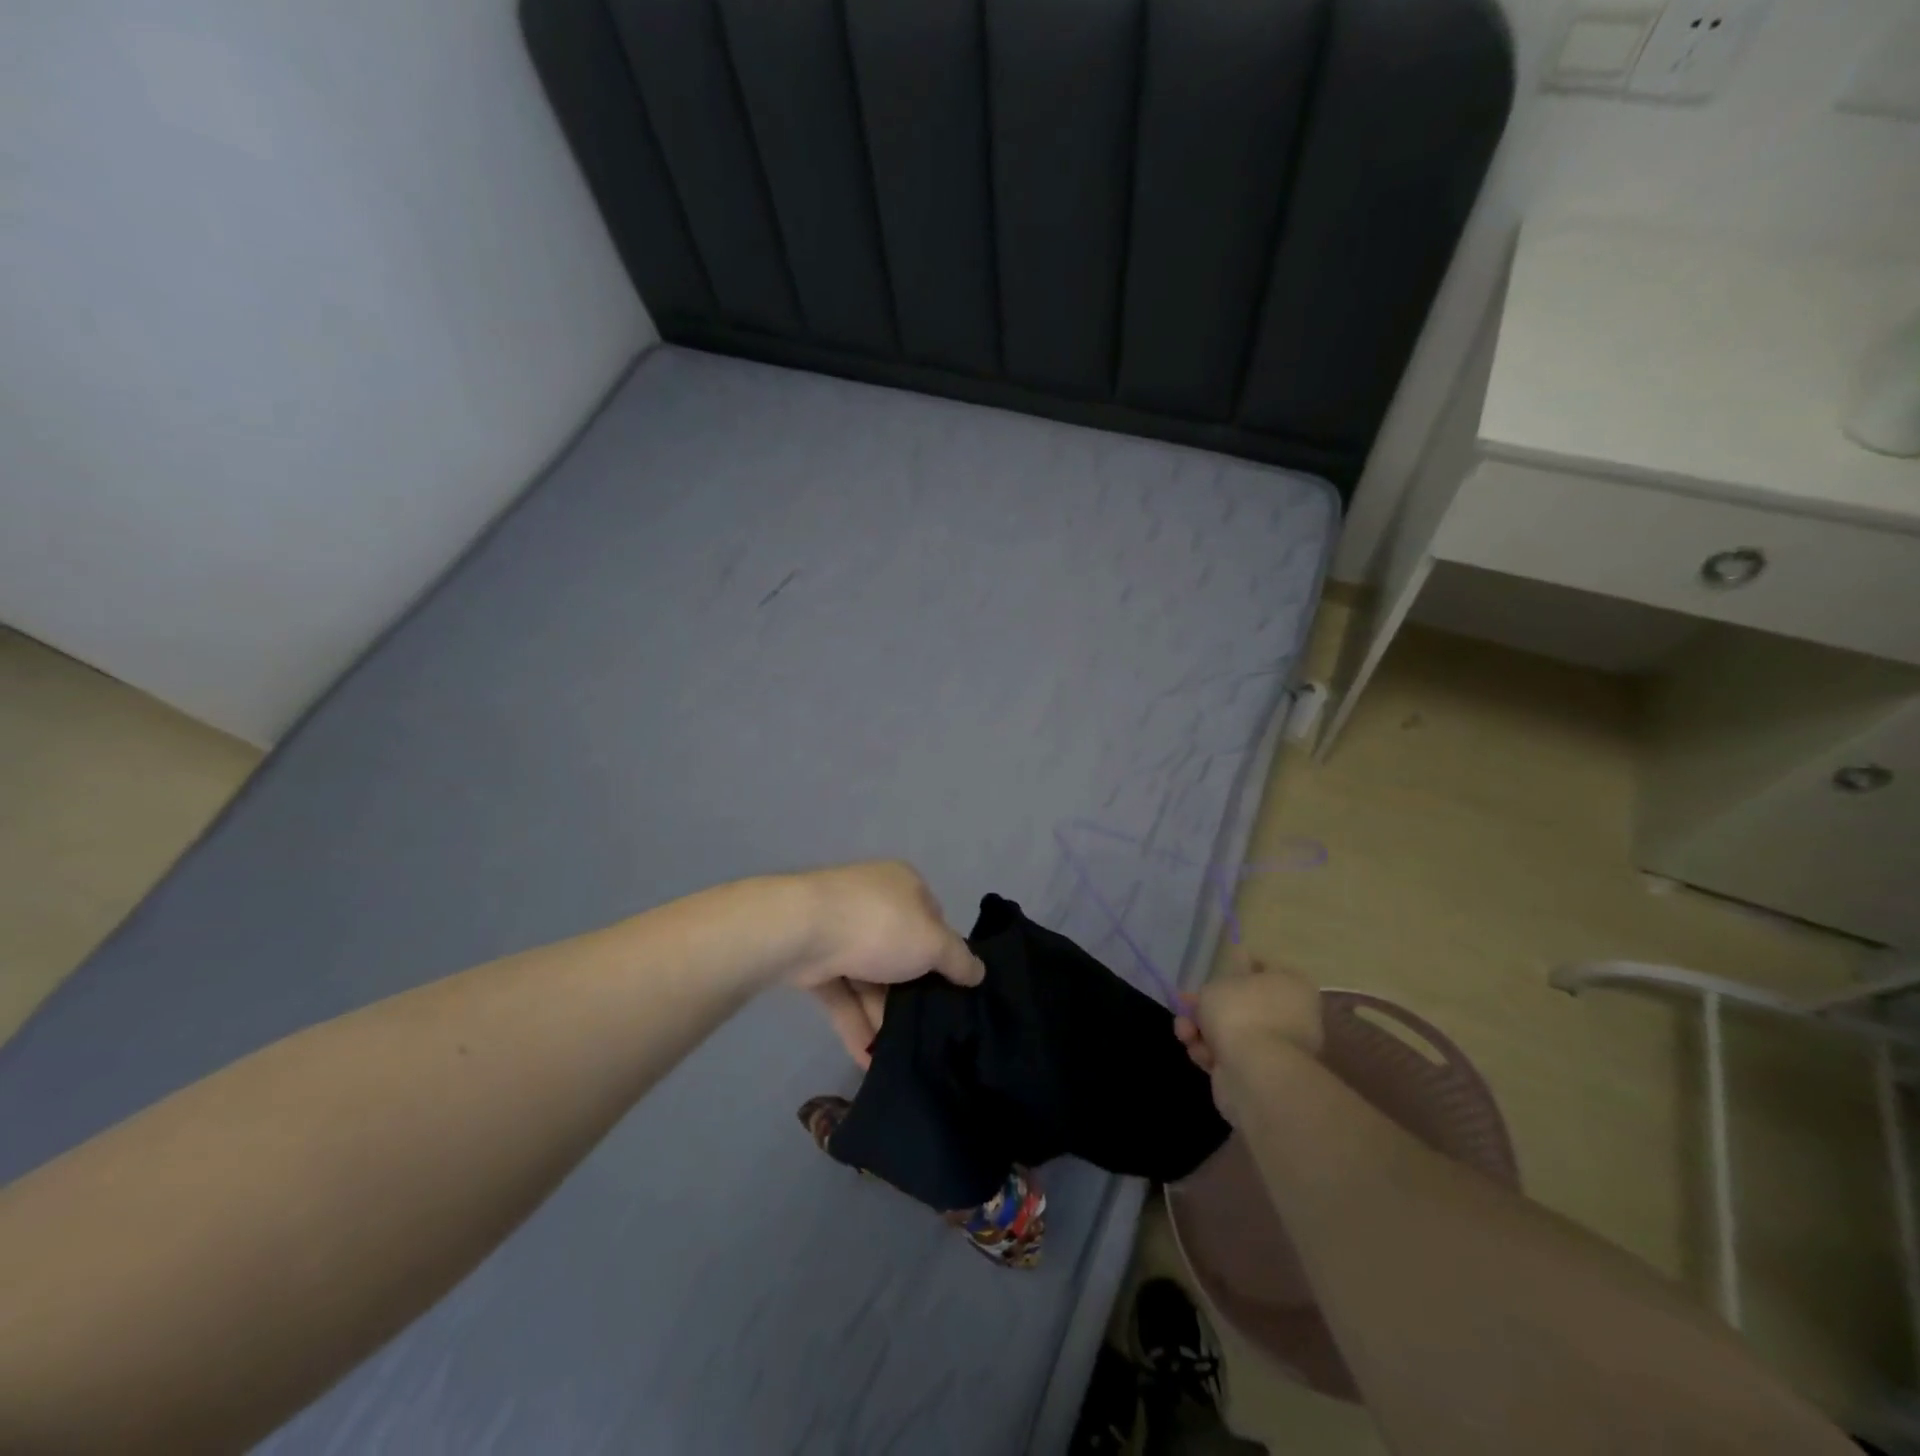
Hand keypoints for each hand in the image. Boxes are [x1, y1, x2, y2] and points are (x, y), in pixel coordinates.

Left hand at [784, 861, 983, 1068]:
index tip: (952, 988)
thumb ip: (958, 960)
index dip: (943, 953)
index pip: (933, 919)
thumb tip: (978, 972)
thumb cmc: (880, 927)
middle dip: (910, 990)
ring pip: (869, 976)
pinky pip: (842, 994)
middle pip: (900, 951)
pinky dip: (855, 1023)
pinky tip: (868, 1059)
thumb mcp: (932, 943)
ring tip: (899, 1052)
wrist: (802, 931)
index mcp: (904, 885)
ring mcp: (839, 930)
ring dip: (882, 1013)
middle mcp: (872, 902)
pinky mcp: (813, 959)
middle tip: (927, 1027)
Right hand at [1174, 953, 1322, 1122]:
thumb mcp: (1216, 986)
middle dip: (1207, 1007)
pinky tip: (1197, 1053)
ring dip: (1202, 1030)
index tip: (1210, 976)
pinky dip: (1211, 1053)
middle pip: (1241, 1004)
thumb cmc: (1240, 1014)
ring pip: (1231, 1031)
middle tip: (1185, 1006)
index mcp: (1291, 986)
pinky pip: (1230, 1055)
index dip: (1233, 969)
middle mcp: (1291, 1016)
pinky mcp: (1262, 1074)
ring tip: (1184, 1032)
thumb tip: (1213, 998)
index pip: (1263, 969)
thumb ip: (1212, 989)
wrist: (1254, 1073)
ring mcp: (1278, 1047)